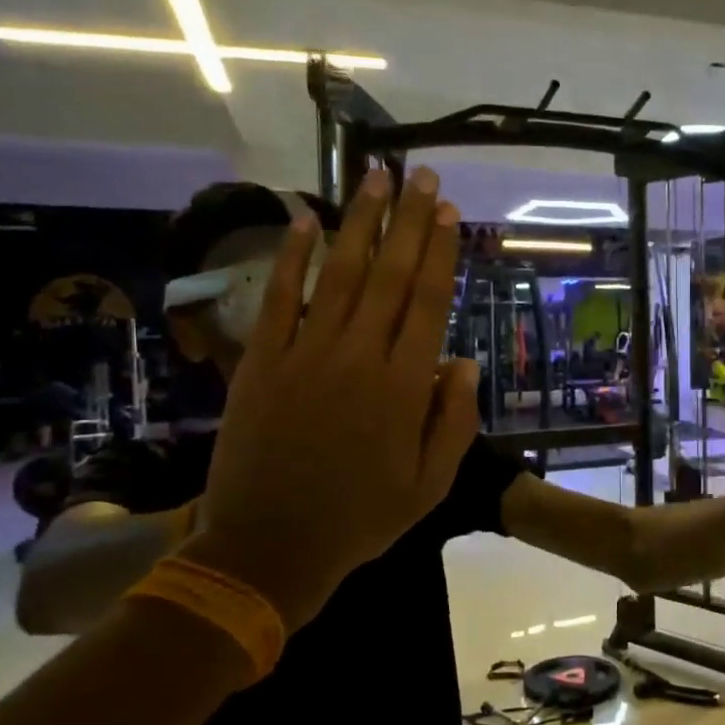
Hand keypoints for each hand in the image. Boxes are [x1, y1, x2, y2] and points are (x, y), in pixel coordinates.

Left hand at [182, 166, 479, 629]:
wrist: (268, 549)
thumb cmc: (360, 519)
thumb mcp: (429, 485)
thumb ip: (453, 421)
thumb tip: (463, 361)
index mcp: (403, 388)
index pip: (427, 303)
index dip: (439, 253)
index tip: (448, 212)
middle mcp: (357, 358)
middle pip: (388, 275)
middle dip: (407, 221)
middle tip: (419, 174)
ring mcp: (304, 356)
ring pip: (339, 276)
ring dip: (359, 224)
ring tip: (374, 179)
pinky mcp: (261, 363)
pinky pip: (279, 300)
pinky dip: (292, 258)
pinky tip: (305, 220)